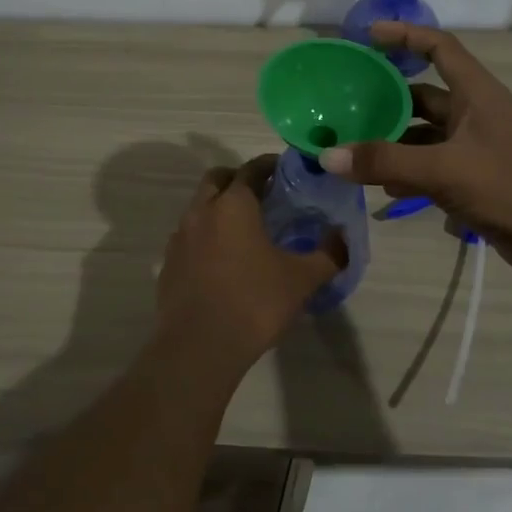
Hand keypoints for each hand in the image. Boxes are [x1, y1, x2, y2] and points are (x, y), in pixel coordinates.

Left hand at [154, 157, 345, 373]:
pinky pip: (188, 237)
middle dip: (238, 179)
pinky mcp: (168, 264)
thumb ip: (328, 254)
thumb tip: (344, 237)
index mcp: (233, 205)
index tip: (284, 169)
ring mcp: (179, 238)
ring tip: (244, 230)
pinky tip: (222, 261)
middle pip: (217, 179)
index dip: (269, 165)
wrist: (198, 347)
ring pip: (199, 207)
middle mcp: (201, 212)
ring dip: (219, 208)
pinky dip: (205, 237)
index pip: (251, 169)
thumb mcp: (302, 279)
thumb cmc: (254, 303)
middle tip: (263, 194)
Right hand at [321, 22, 511, 286]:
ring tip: (351, 146)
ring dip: (391, 139)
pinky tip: (380, 186)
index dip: (405, 34)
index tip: (367, 36)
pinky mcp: (472, 176)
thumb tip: (327, 155)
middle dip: (385, 96)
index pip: (439, 47)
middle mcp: (474, 113)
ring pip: (422, 132)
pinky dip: (405, 169)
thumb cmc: (509, 189)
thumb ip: (385, 162)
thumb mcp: (443, 171)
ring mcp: (474, 145)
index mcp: (476, 93)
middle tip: (345, 101)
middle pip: (423, 92)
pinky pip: (429, 162)